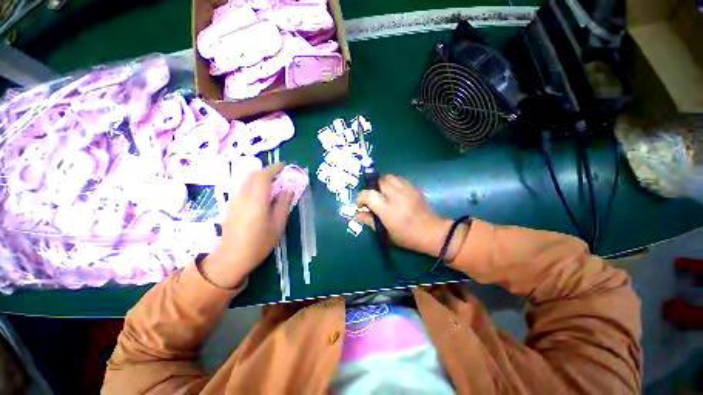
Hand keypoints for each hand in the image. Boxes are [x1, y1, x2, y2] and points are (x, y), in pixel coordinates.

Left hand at [202, 163, 293, 288]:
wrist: (232, 257)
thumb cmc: (259, 242)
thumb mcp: (278, 224)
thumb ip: (284, 204)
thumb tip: (288, 190)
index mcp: (256, 201)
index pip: (263, 176)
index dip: (274, 168)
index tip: (285, 166)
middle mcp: (243, 196)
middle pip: (254, 175)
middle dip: (268, 171)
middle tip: (281, 175)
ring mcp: (234, 200)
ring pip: (247, 180)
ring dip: (260, 177)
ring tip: (273, 184)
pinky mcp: (231, 205)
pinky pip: (243, 187)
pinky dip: (254, 184)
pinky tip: (261, 194)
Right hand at [356, 175, 467, 259]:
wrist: (433, 232)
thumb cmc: (407, 237)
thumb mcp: (386, 233)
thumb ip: (369, 221)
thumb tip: (357, 213)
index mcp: (388, 210)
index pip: (369, 195)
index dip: (361, 197)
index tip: (362, 204)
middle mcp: (397, 196)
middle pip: (379, 181)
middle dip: (372, 188)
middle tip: (373, 198)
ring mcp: (407, 190)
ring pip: (389, 177)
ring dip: (382, 183)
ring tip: (383, 193)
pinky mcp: (414, 188)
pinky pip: (399, 179)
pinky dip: (393, 183)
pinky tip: (394, 192)